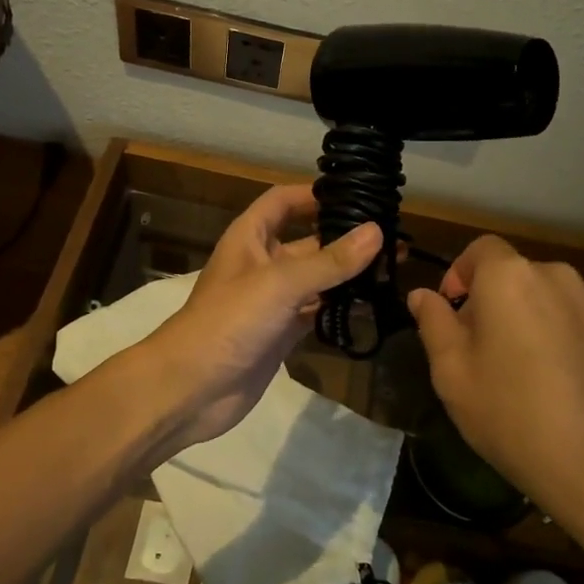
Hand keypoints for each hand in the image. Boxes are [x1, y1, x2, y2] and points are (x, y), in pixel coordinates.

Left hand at [144, 184, 381, 451]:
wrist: (190, 389)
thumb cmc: (228, 321)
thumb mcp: (280, 283)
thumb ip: (329, 260)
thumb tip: (377, 231)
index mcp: (250, 238)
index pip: (283, 201)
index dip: (314, 195)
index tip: (356, 195)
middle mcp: (263, 263)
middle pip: (308, 240)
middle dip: (345, 238)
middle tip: (393, 237)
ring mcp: (273, 300)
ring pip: (317, 279)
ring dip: (348, 275)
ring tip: (393, 269)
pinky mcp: (282, 333)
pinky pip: (317, 312)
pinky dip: (340, 309)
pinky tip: (372, 306)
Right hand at [407, 237, 583, 539]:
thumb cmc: (512, 416)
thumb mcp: (452, 373)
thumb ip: (433, 323)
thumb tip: (422, 295)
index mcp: (508, 277)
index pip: (480, 249)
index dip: (461, 274)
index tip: (454, 312)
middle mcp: (554, 274)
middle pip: (514, 274)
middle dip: (494, 301)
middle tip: (484, 351)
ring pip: (547, 296)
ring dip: (531, 317)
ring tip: (527, 369)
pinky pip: (578, 316)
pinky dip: (563, 332)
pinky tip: (563, 379)